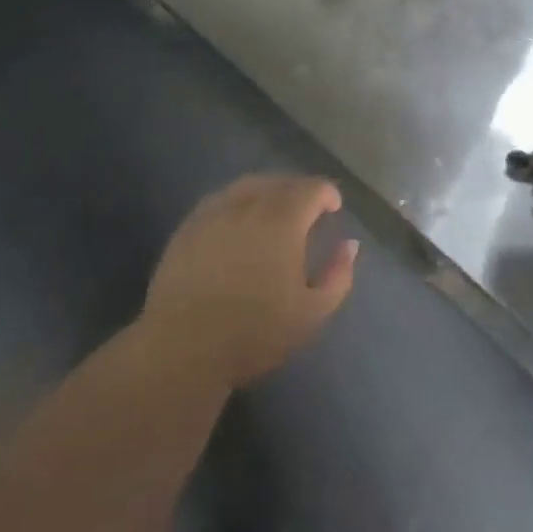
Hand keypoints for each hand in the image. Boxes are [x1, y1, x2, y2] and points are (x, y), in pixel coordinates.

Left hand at [143, 175, 358, 389]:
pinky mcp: (189, 227)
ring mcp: (215, 213)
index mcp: (283, 221)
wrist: (182, 349)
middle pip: (281, 182)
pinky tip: (239, 220)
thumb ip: (338, 276)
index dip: (327, 194)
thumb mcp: (312, 313)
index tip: (334, 208)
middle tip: (308, 209)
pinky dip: (238, 201)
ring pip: (249, 185)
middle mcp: (250, 205)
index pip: (312, 188)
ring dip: (269, 190)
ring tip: (275, 209)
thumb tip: (350, 245)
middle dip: (300, 190)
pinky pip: (221, 199)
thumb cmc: (254, 333)